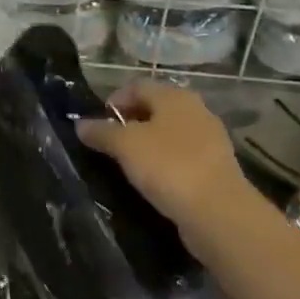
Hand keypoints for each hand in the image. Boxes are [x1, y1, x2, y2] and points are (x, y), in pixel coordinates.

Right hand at [76, 82, 259, 250]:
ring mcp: (210, 140)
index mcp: (174, 97)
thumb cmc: (168, 166)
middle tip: (109, 143)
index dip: (114, 100)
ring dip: (147, 144)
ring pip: (169, 133)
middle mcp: (195, 111)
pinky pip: (182, 156)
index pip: (137, 86)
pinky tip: (152, 180)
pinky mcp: (216, 167)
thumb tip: (80, 124)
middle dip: (130, 122)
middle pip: (155, 108)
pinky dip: (164, 163)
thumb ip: (101, 132)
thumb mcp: (125, 146)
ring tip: (127, 163)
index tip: (97, 123)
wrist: (218, 212)